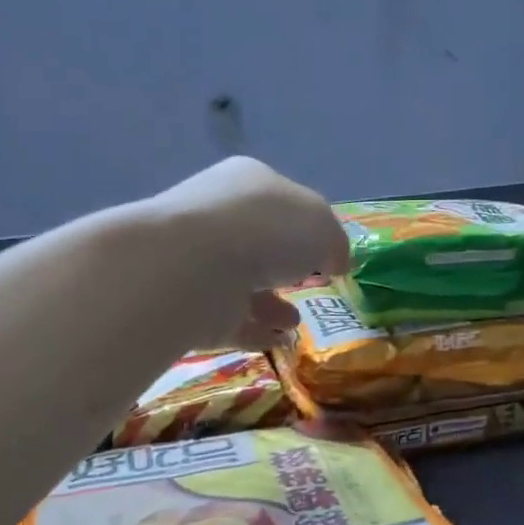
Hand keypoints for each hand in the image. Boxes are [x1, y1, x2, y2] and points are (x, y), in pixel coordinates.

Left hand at [152, 157, 351, 348]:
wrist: (194, 267)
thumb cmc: (266, 230)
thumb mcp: (322, 226)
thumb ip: (334, 242)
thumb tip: (334, 261)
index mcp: (250, 181)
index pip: (284, 201)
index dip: (308, 227)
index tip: (326, 256)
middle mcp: (220, 215)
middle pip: (260, 242)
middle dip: (286, 267)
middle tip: (309, 286)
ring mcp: (200, 260)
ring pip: (242, 283)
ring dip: (271, 304)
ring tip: (294, 323)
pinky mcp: (189, 304)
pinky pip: (228, 319)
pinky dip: (254, 332)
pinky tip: (279, 343)